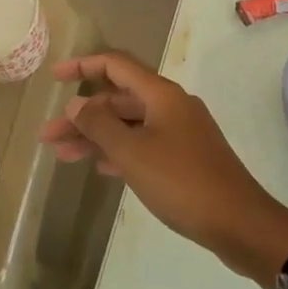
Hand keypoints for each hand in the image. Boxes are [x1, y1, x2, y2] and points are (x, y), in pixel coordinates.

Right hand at [41, 51, 287, 285]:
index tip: (54, 77)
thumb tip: (76, 103)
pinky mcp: (186, 158)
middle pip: (119, 99)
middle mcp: (172, 106)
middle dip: (83, 115)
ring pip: (130, 125)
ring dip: (97, 136)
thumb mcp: (133, 153)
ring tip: (62, 155)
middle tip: (49, 136)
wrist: (239, 222)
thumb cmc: (182, 182)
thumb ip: (100, 125)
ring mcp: (181, 133)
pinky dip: (119, 151)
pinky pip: (144, 144)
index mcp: (162, 95)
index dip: (83, 66)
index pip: (116, 65)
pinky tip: (100, 168)